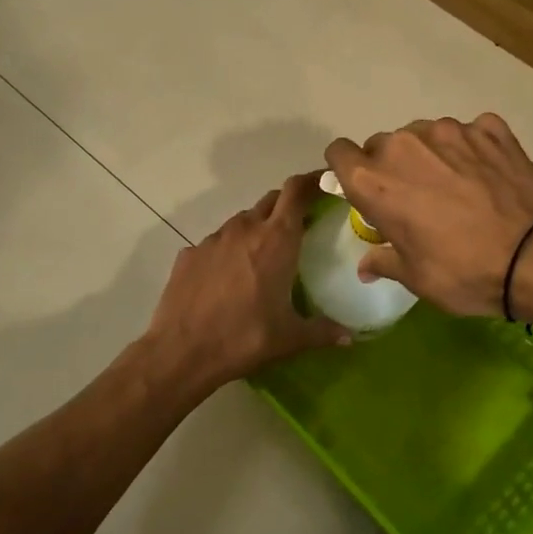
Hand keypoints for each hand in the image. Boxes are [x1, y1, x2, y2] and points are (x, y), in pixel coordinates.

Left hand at [143, 173, 351, 392]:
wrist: (182, 352)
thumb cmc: (245, 338)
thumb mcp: (290, 338)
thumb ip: (323, 332)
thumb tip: (350, 337)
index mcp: (276, 240)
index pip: (297, 191)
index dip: (313, 181)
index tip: (326, 183)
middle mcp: (244, 229)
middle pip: (271, 200)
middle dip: (288, 205)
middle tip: (302, 225)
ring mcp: (213, 239)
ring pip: (242, 221)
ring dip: (257, 229)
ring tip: (264, 256)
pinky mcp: (189, 254)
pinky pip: (216, 243)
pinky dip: (228, 251)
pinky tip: (228, 279)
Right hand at [324, 115, 532, 316]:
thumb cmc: (462, 272)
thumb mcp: (415, 277)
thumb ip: (383, 261)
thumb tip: (366, 266)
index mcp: (374, 180)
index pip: (339, 153)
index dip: (347, 170)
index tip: (363, 189)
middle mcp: (404, 145)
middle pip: (383, 145)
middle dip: (392, 167)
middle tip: (416, 198)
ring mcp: (450, 130)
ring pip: (425, 135)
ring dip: (430, 155)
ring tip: (457, 187)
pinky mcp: (489, 128)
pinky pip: (469, 132)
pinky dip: (471, 149)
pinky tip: (486, 175)